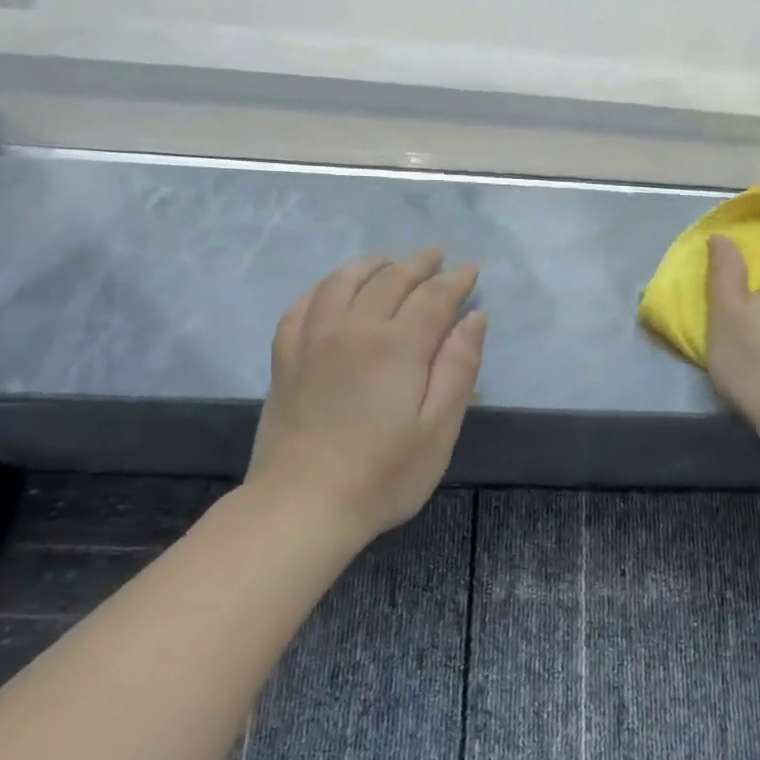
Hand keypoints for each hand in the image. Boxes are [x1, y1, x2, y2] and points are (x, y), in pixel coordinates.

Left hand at [246, 250, 485, 545]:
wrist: (302, 504)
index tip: (471, 269)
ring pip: (343, 282)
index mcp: (397, 345)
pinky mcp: (286, 358)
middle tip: (438, 256)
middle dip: (418, 263)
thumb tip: (473, 318)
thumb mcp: (438, 429)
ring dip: (371, 265)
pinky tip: (332, 289)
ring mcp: (313, 339)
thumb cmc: (383, 474)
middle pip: (389, 280)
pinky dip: (323, 287)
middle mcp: (354, 328)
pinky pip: (303, 305)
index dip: (455, 280)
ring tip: (388, 261)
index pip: (433, 297)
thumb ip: (458, 368)